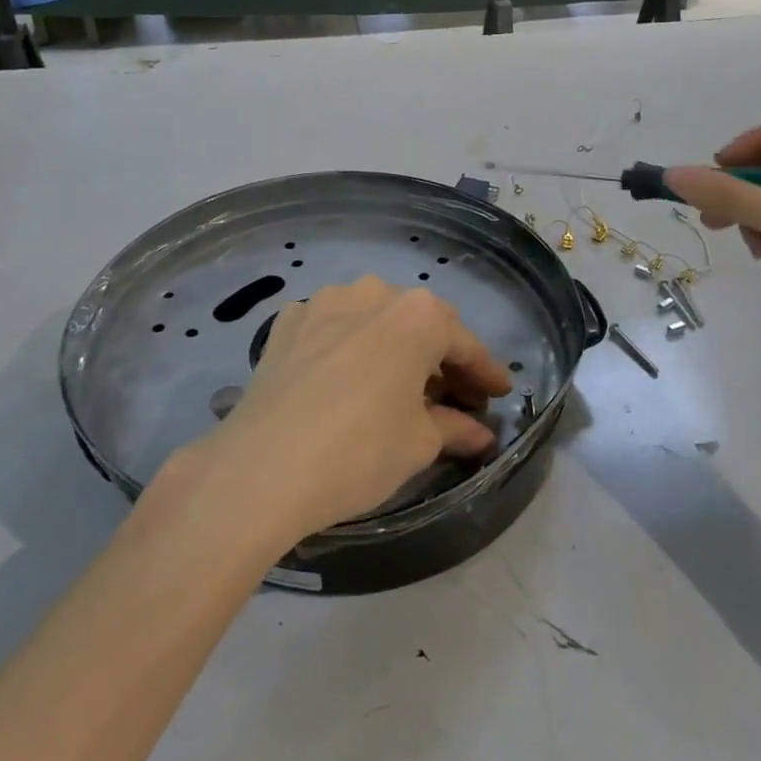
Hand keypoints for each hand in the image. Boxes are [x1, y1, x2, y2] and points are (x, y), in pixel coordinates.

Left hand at [187, 277, 512, 540]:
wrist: (262, 467)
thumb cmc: (360, 451)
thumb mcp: (418, 444)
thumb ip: (455, 427)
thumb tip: (480, 433)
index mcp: (418, 315)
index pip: (464, 344)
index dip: (484, 372)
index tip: (498, 394)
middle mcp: (374, 293)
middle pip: (420, 324)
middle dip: (439, 358)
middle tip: (453, 396)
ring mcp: (325, 301)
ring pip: (374, 319)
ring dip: (393, 346)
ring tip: (397, 384)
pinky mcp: (288, 321)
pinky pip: (332, 327)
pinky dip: (348, 347)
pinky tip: (346, 378)